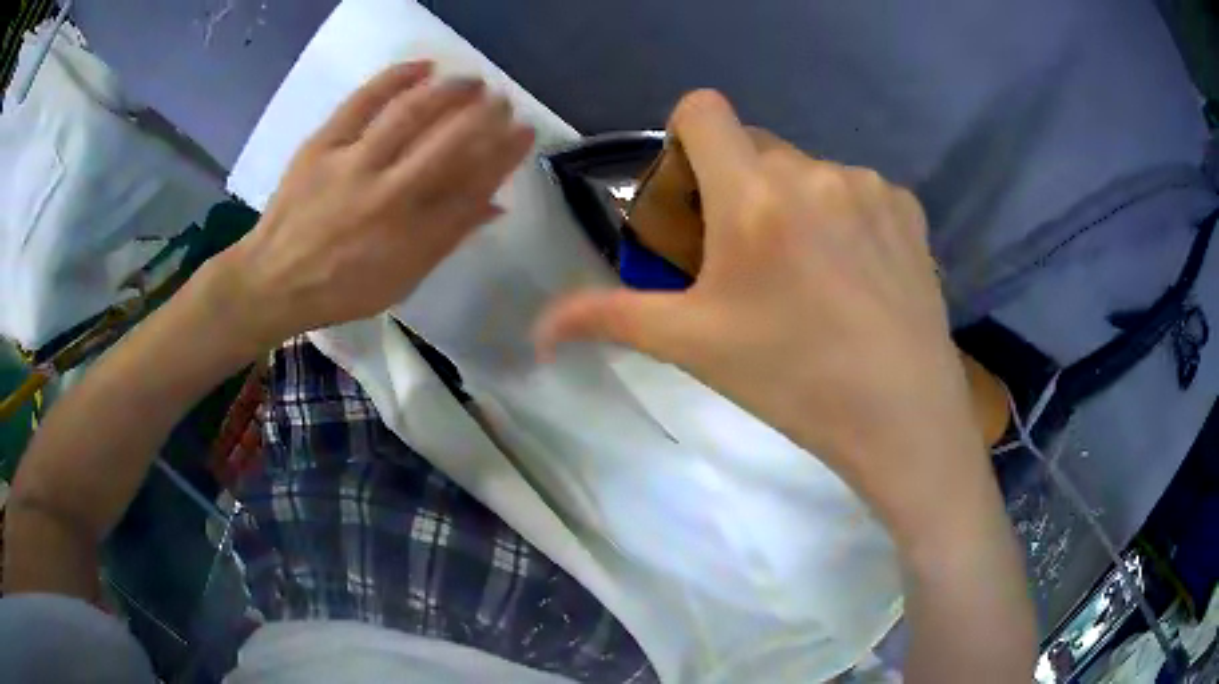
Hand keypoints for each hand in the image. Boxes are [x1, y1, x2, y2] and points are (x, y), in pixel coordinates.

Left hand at [218, 61, 534, 347]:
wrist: (273, 280)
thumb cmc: (342, 288)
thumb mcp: (402, 280)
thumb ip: (448, 238)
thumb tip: (495, 203)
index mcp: (411, 236)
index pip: (473, 185)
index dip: (505, 154)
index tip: (524, 132)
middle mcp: (387, 196)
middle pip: (449, 145)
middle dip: (486, 117)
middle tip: (502, 102)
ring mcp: (352, 165)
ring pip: (410, 115)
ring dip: (450, 93)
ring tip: (472, 81)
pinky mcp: (323, 145)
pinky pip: (363, 102)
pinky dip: (395, 78)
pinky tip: (423, 67)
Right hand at [535, 91, 984, 532]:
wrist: (901, 417)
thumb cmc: (793, 379)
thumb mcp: (693, 346)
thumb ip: (608, 319)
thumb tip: (537, 330)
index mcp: (754, 195)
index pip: (703, 109)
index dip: (685, 139)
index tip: (694, 195)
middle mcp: (813, 171)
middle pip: (754, 147)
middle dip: (737, 186)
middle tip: (748, 258)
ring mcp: (869, 186)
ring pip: (808, 171)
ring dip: (793, 204)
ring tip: (810, 275)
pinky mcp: (909, 208)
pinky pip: (858, 190)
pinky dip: (845, 217)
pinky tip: (857, 275)